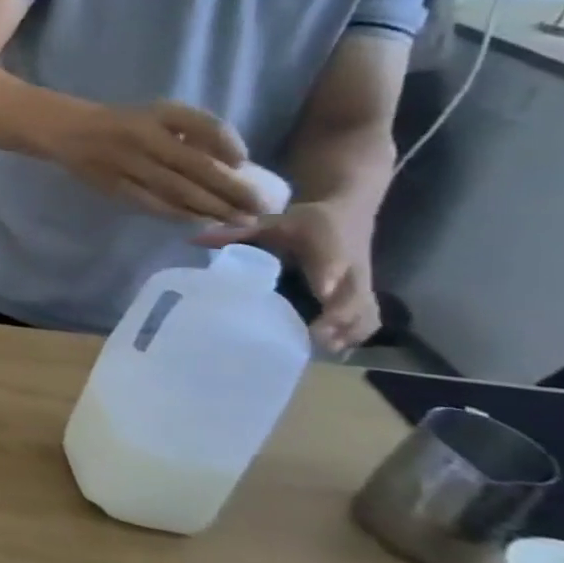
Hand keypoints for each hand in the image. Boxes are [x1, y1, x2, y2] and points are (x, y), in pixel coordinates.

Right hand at [52, 100, 262, 223]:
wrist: (71, 132)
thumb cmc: (126, 122)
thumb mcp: (160, 113)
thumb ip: (194, 131)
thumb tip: (233, 163)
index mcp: (159, 115)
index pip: (206, 127)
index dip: (230, 145)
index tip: (245, 163)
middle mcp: (145, 138)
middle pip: (197, 166)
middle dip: (233, 189)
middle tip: (261, 208)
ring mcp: (128, 164)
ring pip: (177, 190)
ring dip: (212, 207)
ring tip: (239, 221)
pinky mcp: (114, 186)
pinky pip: (152, 203)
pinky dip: (179, 214)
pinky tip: (200, 222)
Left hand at [198, 201, 377, 351]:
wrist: (347, 213)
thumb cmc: (303, 222)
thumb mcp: (273, 221)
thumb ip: (236, 231)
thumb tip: (193, 239)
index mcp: (326, 241)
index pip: (332, 260)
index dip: (329, 276)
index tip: (323, 291)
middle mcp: (350, 265)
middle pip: (354, 293)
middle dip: (340, 315)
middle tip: (316, 335)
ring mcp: (362, 281)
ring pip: (366, 309)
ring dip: (350, 329)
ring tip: (325, 348)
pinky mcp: (366, 292)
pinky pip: (370, 315)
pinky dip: (359, 332)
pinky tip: (339, 349)